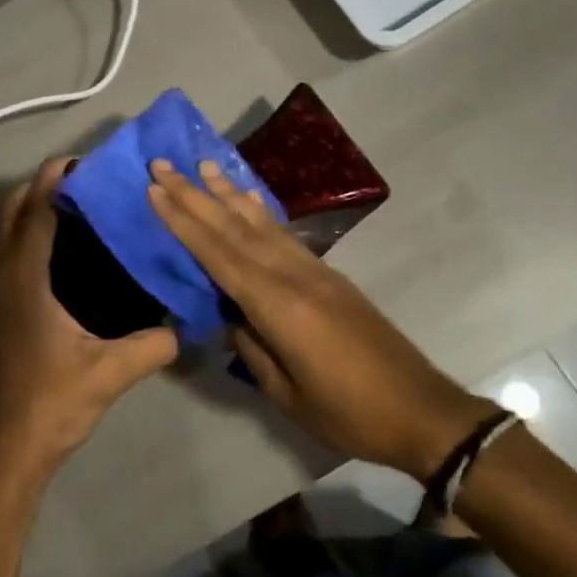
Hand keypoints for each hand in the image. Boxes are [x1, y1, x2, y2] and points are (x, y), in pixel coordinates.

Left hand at [0, 159, 180, 480]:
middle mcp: (1, 277)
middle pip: (10, 210)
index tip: (84, 162)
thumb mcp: (111, 373)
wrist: (8, 447)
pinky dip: (21, 231)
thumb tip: (188, 325)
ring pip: (0, 230)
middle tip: (83, 181)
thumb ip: (154, 344)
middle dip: (39, 185)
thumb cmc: (53, 402)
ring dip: (27, 207)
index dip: (56, 180)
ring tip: (70, 205)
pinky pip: (1, 250)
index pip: (37, 211)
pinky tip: (55, 249)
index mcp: (25, 280)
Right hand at [147, 159, 493, 480]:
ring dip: (227, 193)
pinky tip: (247, 199)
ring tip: (202, 166)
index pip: (219, 255)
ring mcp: (314, 271)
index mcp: (279, 307)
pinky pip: (284, 234)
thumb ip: (252, 347)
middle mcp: (294, 276)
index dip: (184, 222)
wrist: (421, 409)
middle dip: (195, 195)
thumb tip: (228, 314)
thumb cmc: (349, 412)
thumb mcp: (288, 394)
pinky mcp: (328, 275)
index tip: (156, 190)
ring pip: (260, 224)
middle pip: (234, 229)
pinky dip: (260, 212)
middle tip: (164, 164)